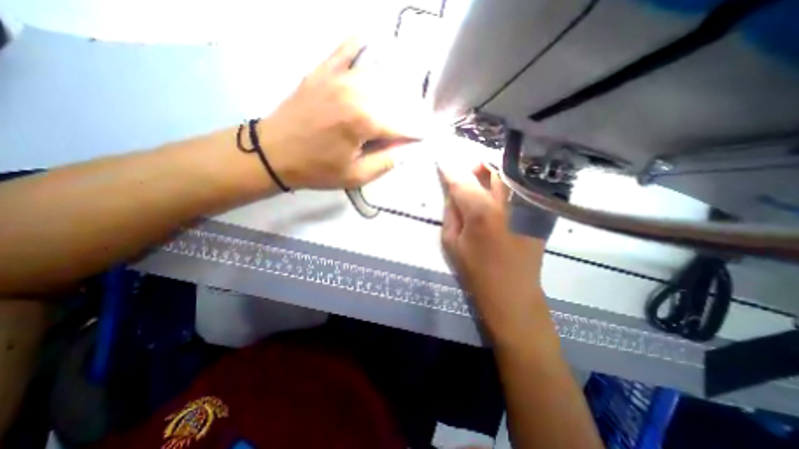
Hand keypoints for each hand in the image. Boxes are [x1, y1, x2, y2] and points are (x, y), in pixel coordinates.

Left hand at [259, 35, 427, 186]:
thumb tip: (406, 149)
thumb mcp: (355, 176)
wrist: (273, 153)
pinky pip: (345, 49)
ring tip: (401, 99)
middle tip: (412, 124)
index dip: (417, 132)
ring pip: (378, 76)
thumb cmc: (316, 169)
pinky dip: (359, 42)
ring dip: (394, 87)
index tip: (427, 136)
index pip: (402, 125)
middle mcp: (356, 93)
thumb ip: (386, 162)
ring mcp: (338, 77)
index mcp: (364, 121)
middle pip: (394, 99)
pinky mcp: (323, 72)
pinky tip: (371, 37)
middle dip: (408, 112)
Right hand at [437, 163, 550, 342]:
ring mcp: (524, 205)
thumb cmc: (476, 271)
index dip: (450, 168)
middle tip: (465, 167)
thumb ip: (451, 211)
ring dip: (491, 170)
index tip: (442, 159)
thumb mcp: (451, 242)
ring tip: (480, 175)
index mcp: (480, 211)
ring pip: (507, 174)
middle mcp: (506, 201)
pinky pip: (518, 187)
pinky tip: (497, 190)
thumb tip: (452, 190)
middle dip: (475, 163)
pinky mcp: (535, 212)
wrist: (512, 293)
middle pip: (491, 167)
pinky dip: (505, 182)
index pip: (461, 179)